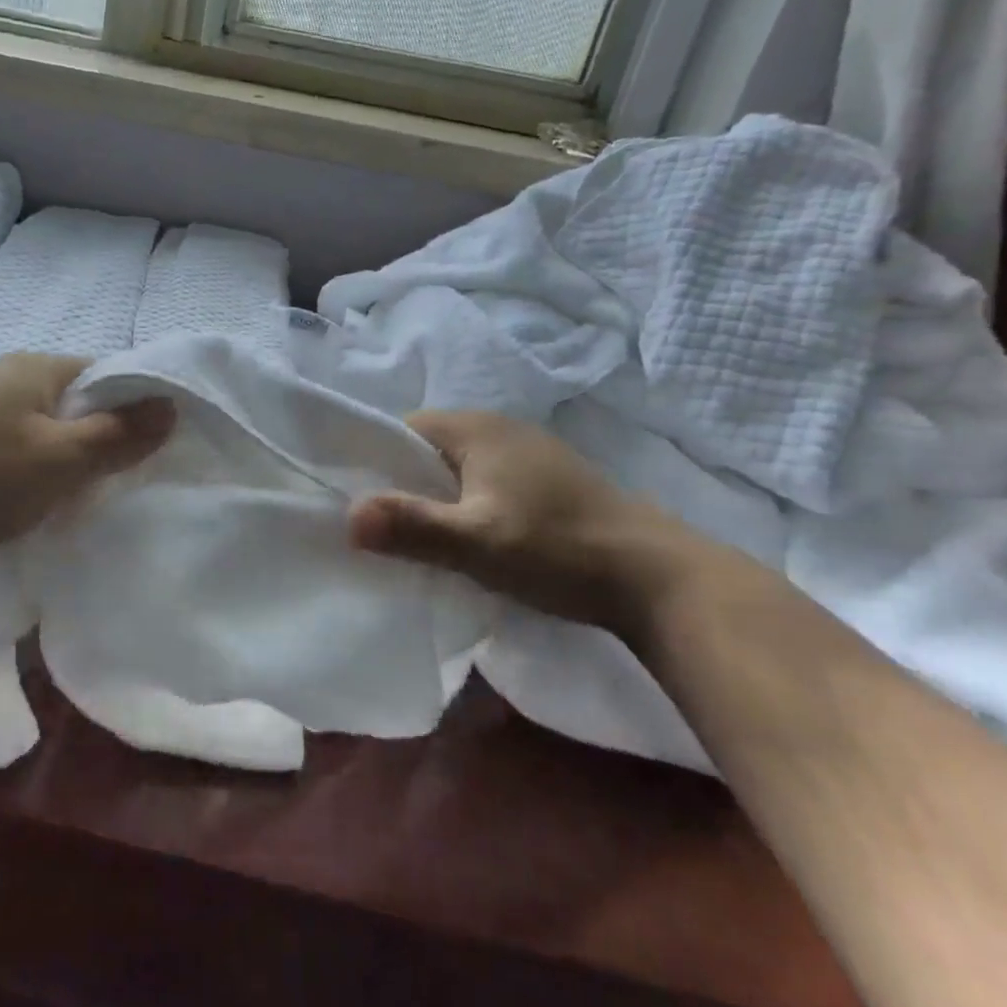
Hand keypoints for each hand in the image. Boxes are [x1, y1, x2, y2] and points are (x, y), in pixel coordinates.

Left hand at [0, 354, 174, 566]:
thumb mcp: (58, 462)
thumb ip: (118, 436)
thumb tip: (172, 404)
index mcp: (38, 368)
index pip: (109, 375)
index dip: (134, 411)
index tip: (144, 456)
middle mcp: (4, 373)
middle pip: (72, 401)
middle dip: (94, 441)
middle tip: (104, 488)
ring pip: (36, 426)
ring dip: (56, 459)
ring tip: (59, 502)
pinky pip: (3, 443)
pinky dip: (19, 468)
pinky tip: (9, 500)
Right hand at [348, 410, 686, 631]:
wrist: (660, 578)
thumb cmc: (559, 549)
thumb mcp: (477, 542)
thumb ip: (413, 526)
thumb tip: (347, 517)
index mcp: (476, 428)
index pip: (401, 429)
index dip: (375, 462)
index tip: (363, 504)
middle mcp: (501, 428)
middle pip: (429, 449)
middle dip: (405, 484)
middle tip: (388, 529)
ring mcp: (529, 453)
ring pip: (459, 468)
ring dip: (438, 498)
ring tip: (426, 539)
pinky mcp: (549, 480)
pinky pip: (486, 482)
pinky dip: (469, 505)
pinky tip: (473, 539)